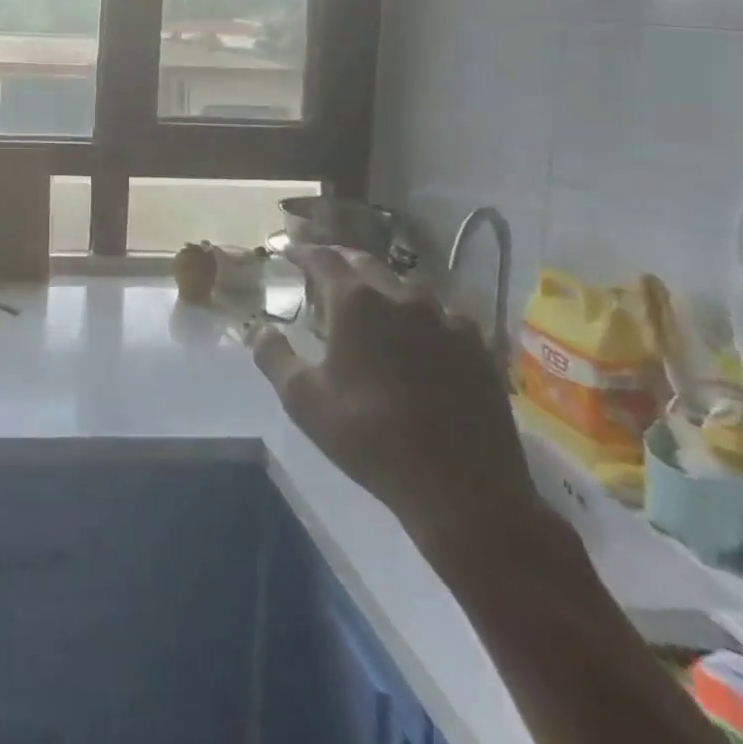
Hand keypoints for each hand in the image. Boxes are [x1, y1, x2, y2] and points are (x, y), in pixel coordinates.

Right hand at [252, 247, 538, 551]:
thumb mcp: (302, 400)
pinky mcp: (480, 348)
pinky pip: (442, 316)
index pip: (324, 258)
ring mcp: (448, 319)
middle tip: (324, 274)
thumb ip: (273, 356)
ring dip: (382, 290)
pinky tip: (418, 338)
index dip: (302, 252)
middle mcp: (403, 297)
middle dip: (341, 264)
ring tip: (371, 308)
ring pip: (407, 288)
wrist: (464, 491)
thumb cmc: (370, 437)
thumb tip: (262, 330)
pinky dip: (421, 317)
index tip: (288, 253)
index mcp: (357, 302)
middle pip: (366, 265)